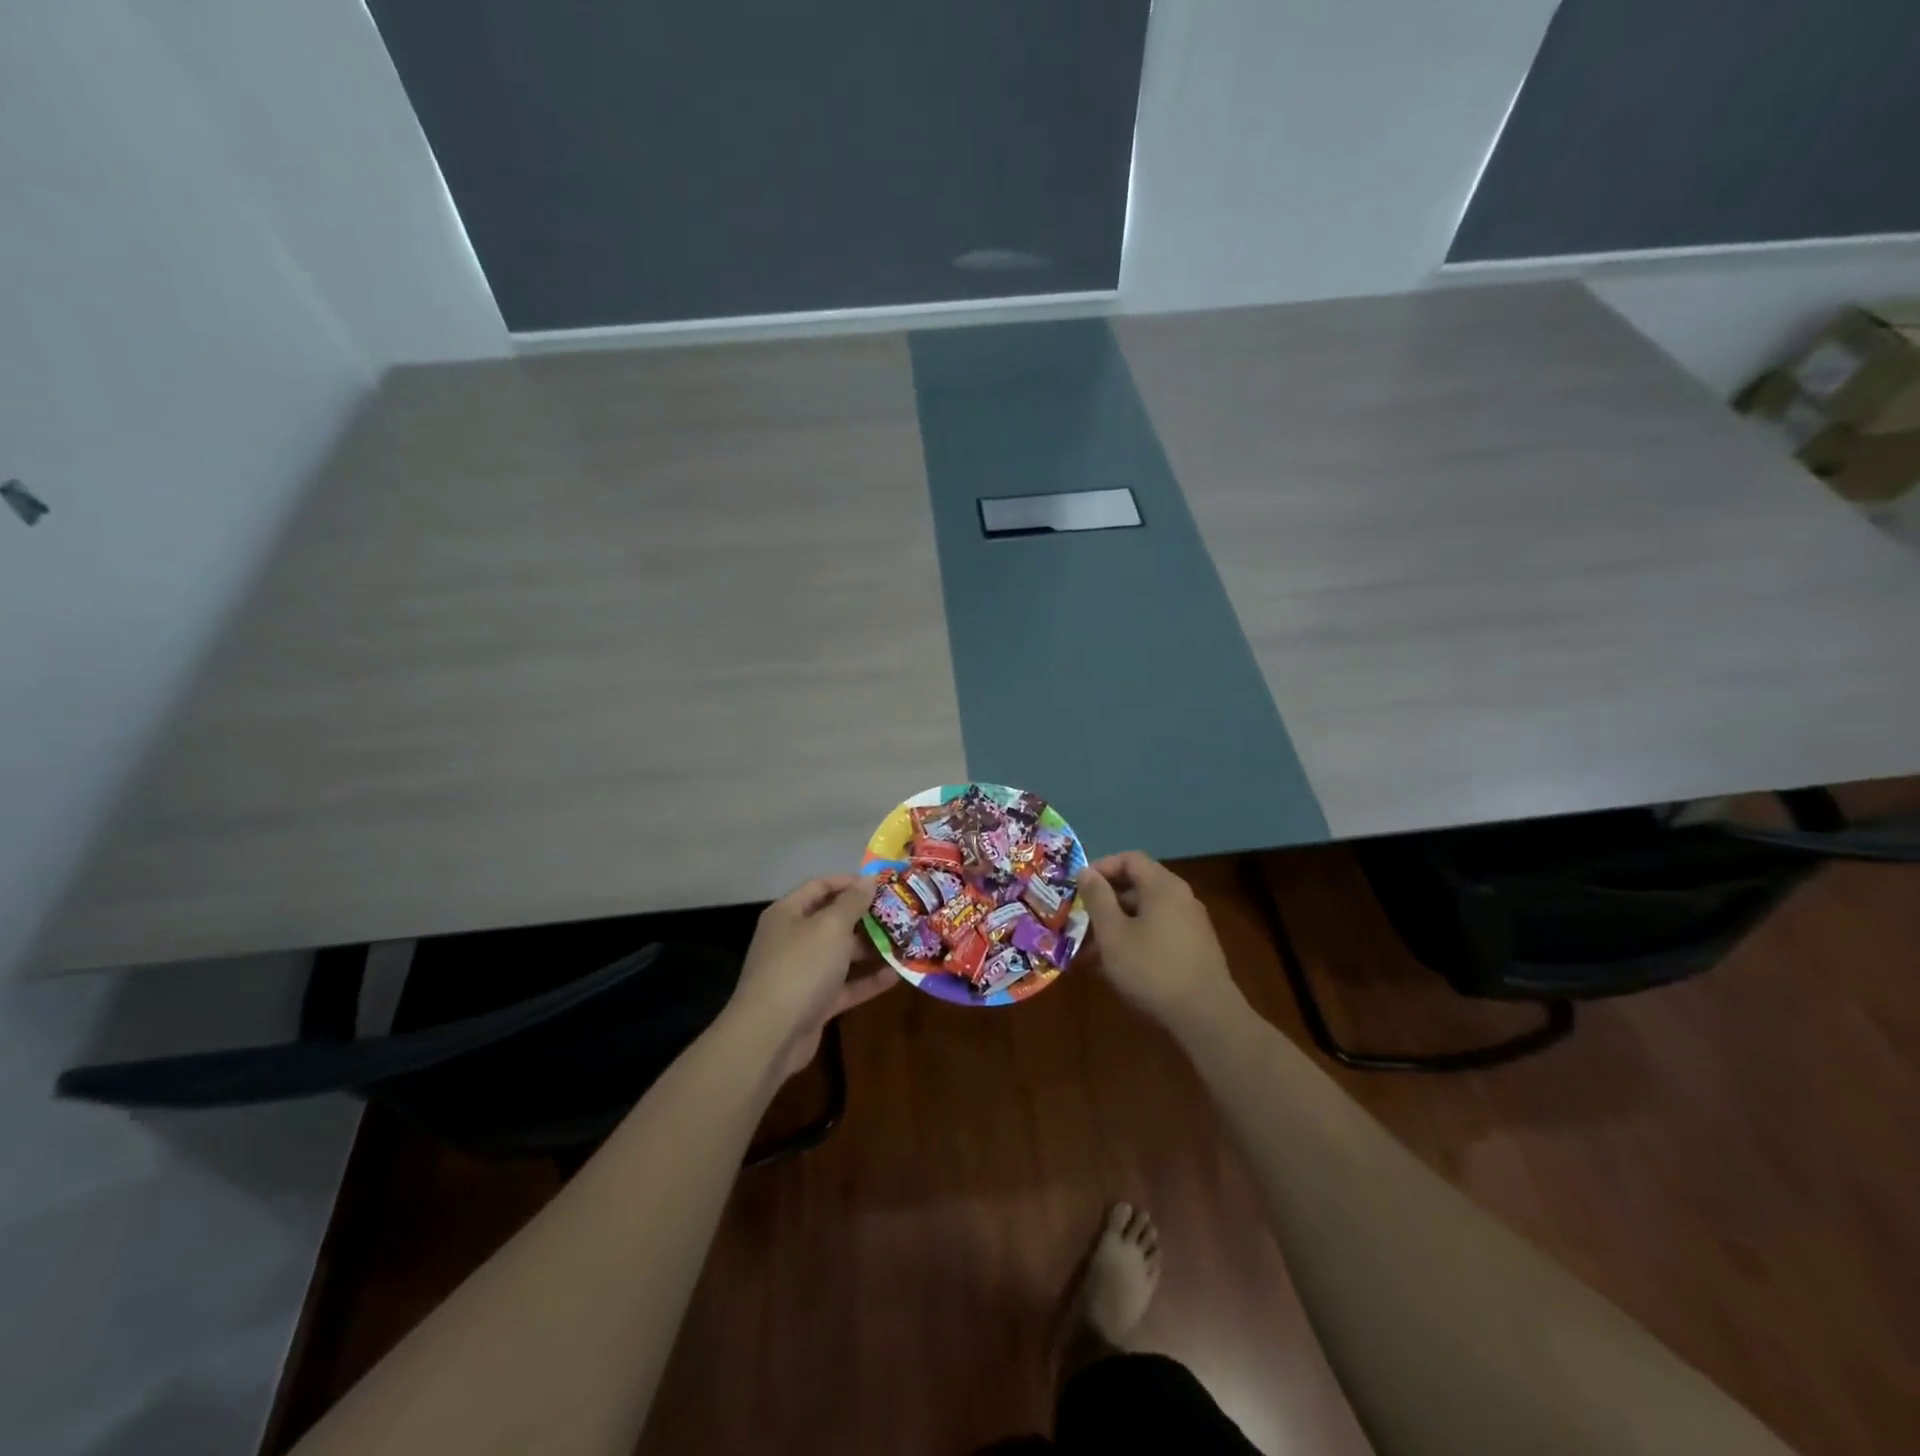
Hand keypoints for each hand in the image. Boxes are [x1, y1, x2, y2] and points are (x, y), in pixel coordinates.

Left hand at [726, 875, 895, 1080]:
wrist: (771, 1035)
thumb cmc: (801, 967)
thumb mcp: (831, 927)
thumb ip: (852, 902)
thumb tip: (868, 879)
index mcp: (788, 914)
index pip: (820, 886)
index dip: (850, 882)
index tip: (882, 884)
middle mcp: (793, 939)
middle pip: (832, 921)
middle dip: (865, 917)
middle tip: (900, 914)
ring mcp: (803, 973)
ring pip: (841, 955)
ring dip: (870, 949)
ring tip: (905, 942)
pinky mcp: (814, 1002)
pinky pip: (845, 985)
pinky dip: (867, 980)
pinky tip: (897, 975)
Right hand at [1078, 852, 1244, 1038]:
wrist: (1206, 1017)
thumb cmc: (1152, 968)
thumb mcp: (1113, 933)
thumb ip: (1097, 898)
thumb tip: (1086, 872)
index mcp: (1163, 886)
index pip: (1129, 859)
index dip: (1101, 867)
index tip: (1078, 888)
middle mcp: (1181, 898)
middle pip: (1137, 886)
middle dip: (1105, 902)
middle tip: (1080, 922)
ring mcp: (1191, 924)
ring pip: (1146, 914)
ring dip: (1116, 925)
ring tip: (1090, 952)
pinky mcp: (1195, 949)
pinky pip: (1158, 932)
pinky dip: (1135, 940)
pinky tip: (1116, 966)